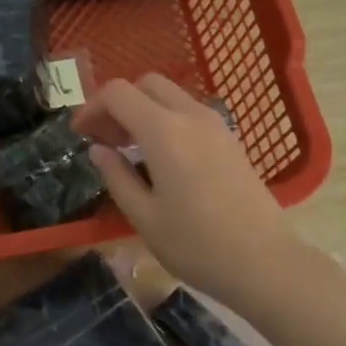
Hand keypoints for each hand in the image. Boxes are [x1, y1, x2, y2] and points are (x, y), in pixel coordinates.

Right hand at [80, 75, 345, 345]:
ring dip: (143, 110)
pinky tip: (160, 158)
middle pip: (146, 84)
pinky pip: (190, 113)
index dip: (92, 107)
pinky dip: (166, 120)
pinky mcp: (231, 140)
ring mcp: (216, 125)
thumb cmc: (196, 245)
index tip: (80, 135)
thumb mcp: (144, 216)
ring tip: (128, 149)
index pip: (118, 93)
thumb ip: (117, 176)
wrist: (265, 262)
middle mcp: (191, 116)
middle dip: (118, 103)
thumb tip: (98, 150)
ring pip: (170, 96)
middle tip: (104, 138)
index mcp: (163, 131)